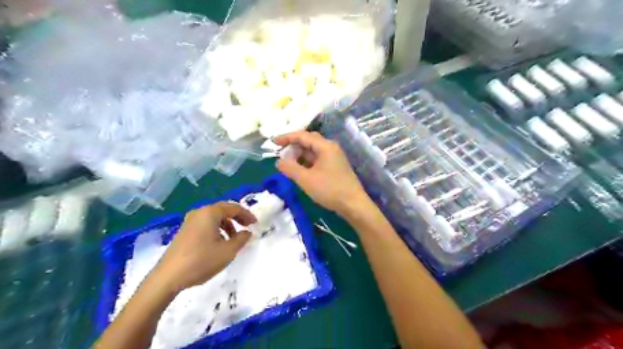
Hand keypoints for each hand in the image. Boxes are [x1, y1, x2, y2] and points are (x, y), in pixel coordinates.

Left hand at [152, 202, 255, 293]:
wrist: (167, 277)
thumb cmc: (201, 261)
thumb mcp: (228, 251)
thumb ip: (241, 239)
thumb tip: (247, 232)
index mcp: (210, 213)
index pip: (234, 208)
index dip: (247, 215)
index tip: (255, 224)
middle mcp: (199, 212)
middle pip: (223, 210)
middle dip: (237, 218)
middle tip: (247, 228)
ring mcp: (190, 221)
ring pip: (214, 217)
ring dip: (227, 225)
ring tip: (233, 239)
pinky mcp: (184, 231)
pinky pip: (205, 224)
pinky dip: (217, 229)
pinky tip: (218, 243)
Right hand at [276, 131, 371, 217]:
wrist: (353, 204)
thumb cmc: (330, 190)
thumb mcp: (306, 179)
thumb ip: (290, 168)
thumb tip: (279, 161)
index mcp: (325, 146)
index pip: (302, 136)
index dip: (286, 137)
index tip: (273, 143)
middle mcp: (331, 148)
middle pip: (309, 141)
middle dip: (293, 146)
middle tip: (280, 154)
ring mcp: (334, 157)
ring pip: (313, 151)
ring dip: (300, 155)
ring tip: (288, 164)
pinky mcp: (335, 167)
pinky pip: (318, 160)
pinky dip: (307, 163)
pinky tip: (300, 171)